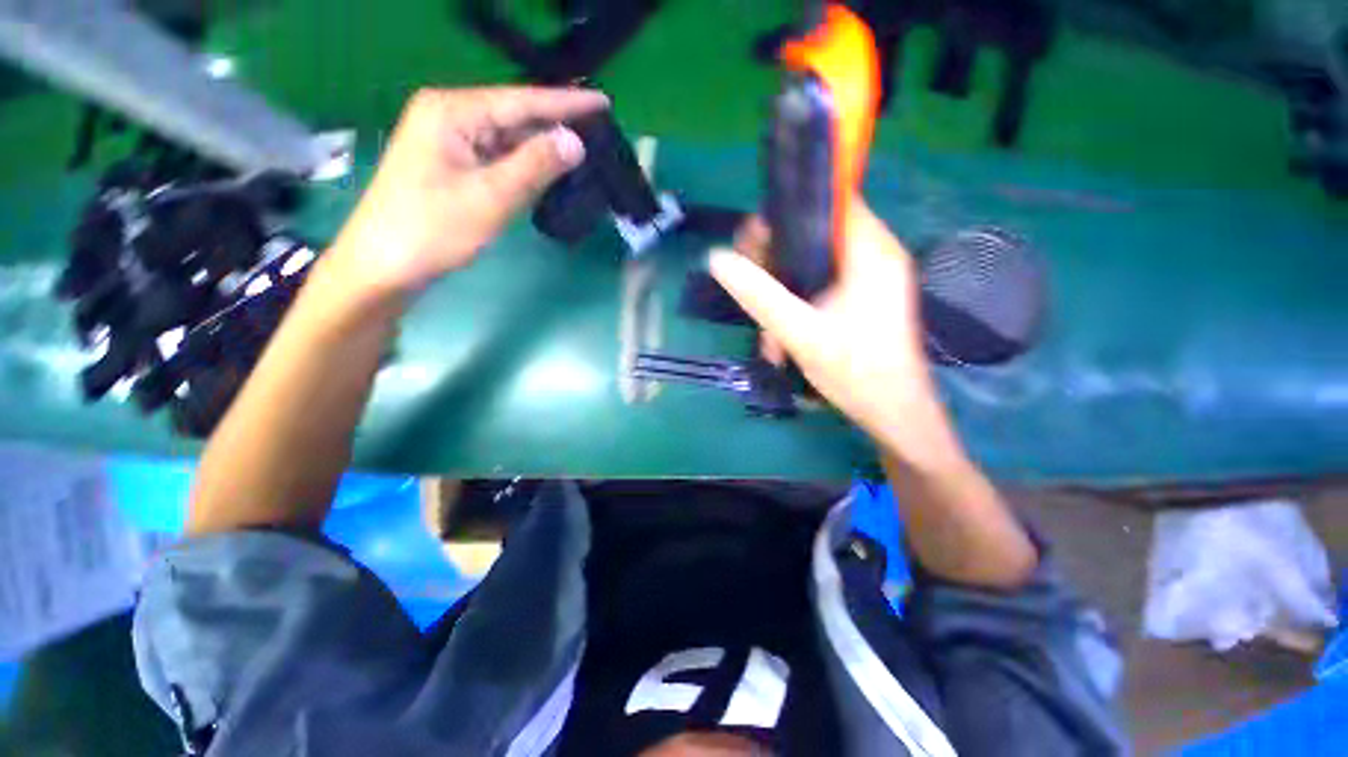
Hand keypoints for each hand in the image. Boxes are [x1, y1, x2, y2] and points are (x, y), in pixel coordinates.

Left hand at [325, 87, 608, 301]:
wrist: (385, 267)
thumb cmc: (433, 230)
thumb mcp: (490, 197)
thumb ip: (535, 165)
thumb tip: (575, 141)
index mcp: (452, 112)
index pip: (520, 101)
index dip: (565, 103)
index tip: (604, 103)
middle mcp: (449, 117)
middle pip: (513, 116)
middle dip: (554, 125)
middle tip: (599, 132)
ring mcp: (448, 142)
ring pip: (506, 139)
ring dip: (541, 148)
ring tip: (582, 151)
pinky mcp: (451, 166)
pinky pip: (497, 158)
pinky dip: (524, 165)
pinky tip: (548, 171)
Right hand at [711, 201, 957, 460]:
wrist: (894, 416)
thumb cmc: (855, 372)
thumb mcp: (799, 331)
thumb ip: (758, 294)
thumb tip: (717, 258)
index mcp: (870, 252)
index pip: (829, 201)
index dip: (787, 212)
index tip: (752, 239)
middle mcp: (875, 256)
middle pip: (816, 234)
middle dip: (777, 261)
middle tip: (748, 285)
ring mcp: (871, 279)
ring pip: (815, 264)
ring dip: (784, 292)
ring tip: (766, 332)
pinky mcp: (864, 299)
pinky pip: (821, 286)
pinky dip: (798, 304)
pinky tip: (780, 337)